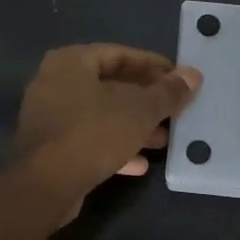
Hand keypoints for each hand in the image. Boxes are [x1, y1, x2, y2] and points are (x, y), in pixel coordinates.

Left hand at [15, 44, 201, 211]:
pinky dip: (114, 146)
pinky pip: (88, 139)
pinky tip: (141, 164)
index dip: (153, 65)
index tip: (179, 78)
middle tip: (175, 110)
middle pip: (110, 85)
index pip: (120, 54)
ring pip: (101, 115)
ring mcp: (49, 116)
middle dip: (146, 100)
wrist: (45, 185)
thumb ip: (168, 93)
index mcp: (71, 62)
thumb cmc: (93, 133)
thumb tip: (193, 75)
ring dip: (133, 126)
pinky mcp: (49, 147)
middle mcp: (55, 82)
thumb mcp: (139, 111)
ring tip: (165, 140)